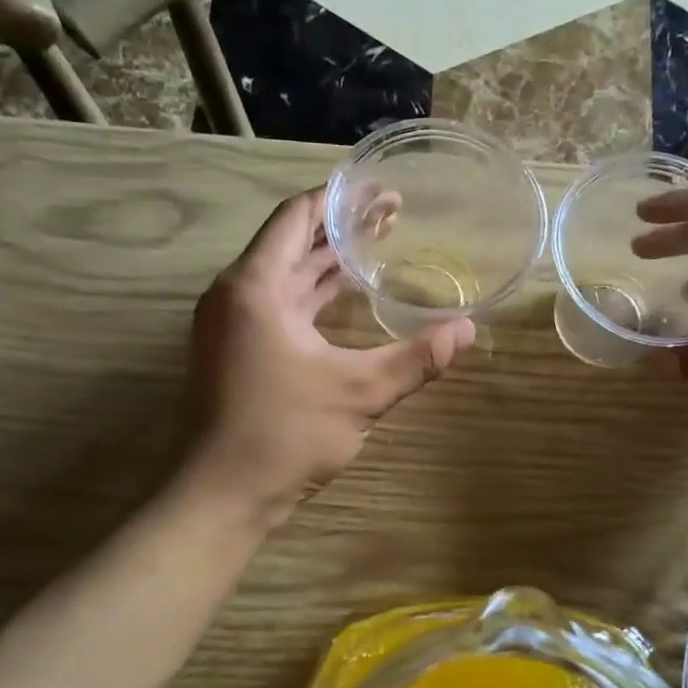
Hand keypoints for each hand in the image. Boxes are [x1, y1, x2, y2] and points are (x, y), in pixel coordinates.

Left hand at [182, 187, 475, 525]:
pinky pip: (278, 304)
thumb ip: (416, 359)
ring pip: (284, 276)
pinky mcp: (234, 351)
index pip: (296, 217)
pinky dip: (313, 295)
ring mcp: (230, 324)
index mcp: (255, 287)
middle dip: (341, 229)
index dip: (340, 199)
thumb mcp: (360, 394)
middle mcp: (235, 295)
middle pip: (291, 243)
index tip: (382, 190)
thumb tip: (468, 330)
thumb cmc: (283, 435)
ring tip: (377, 249)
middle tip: (394, 216)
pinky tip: (346, 299)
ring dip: (327, 263)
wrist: (220, 496)